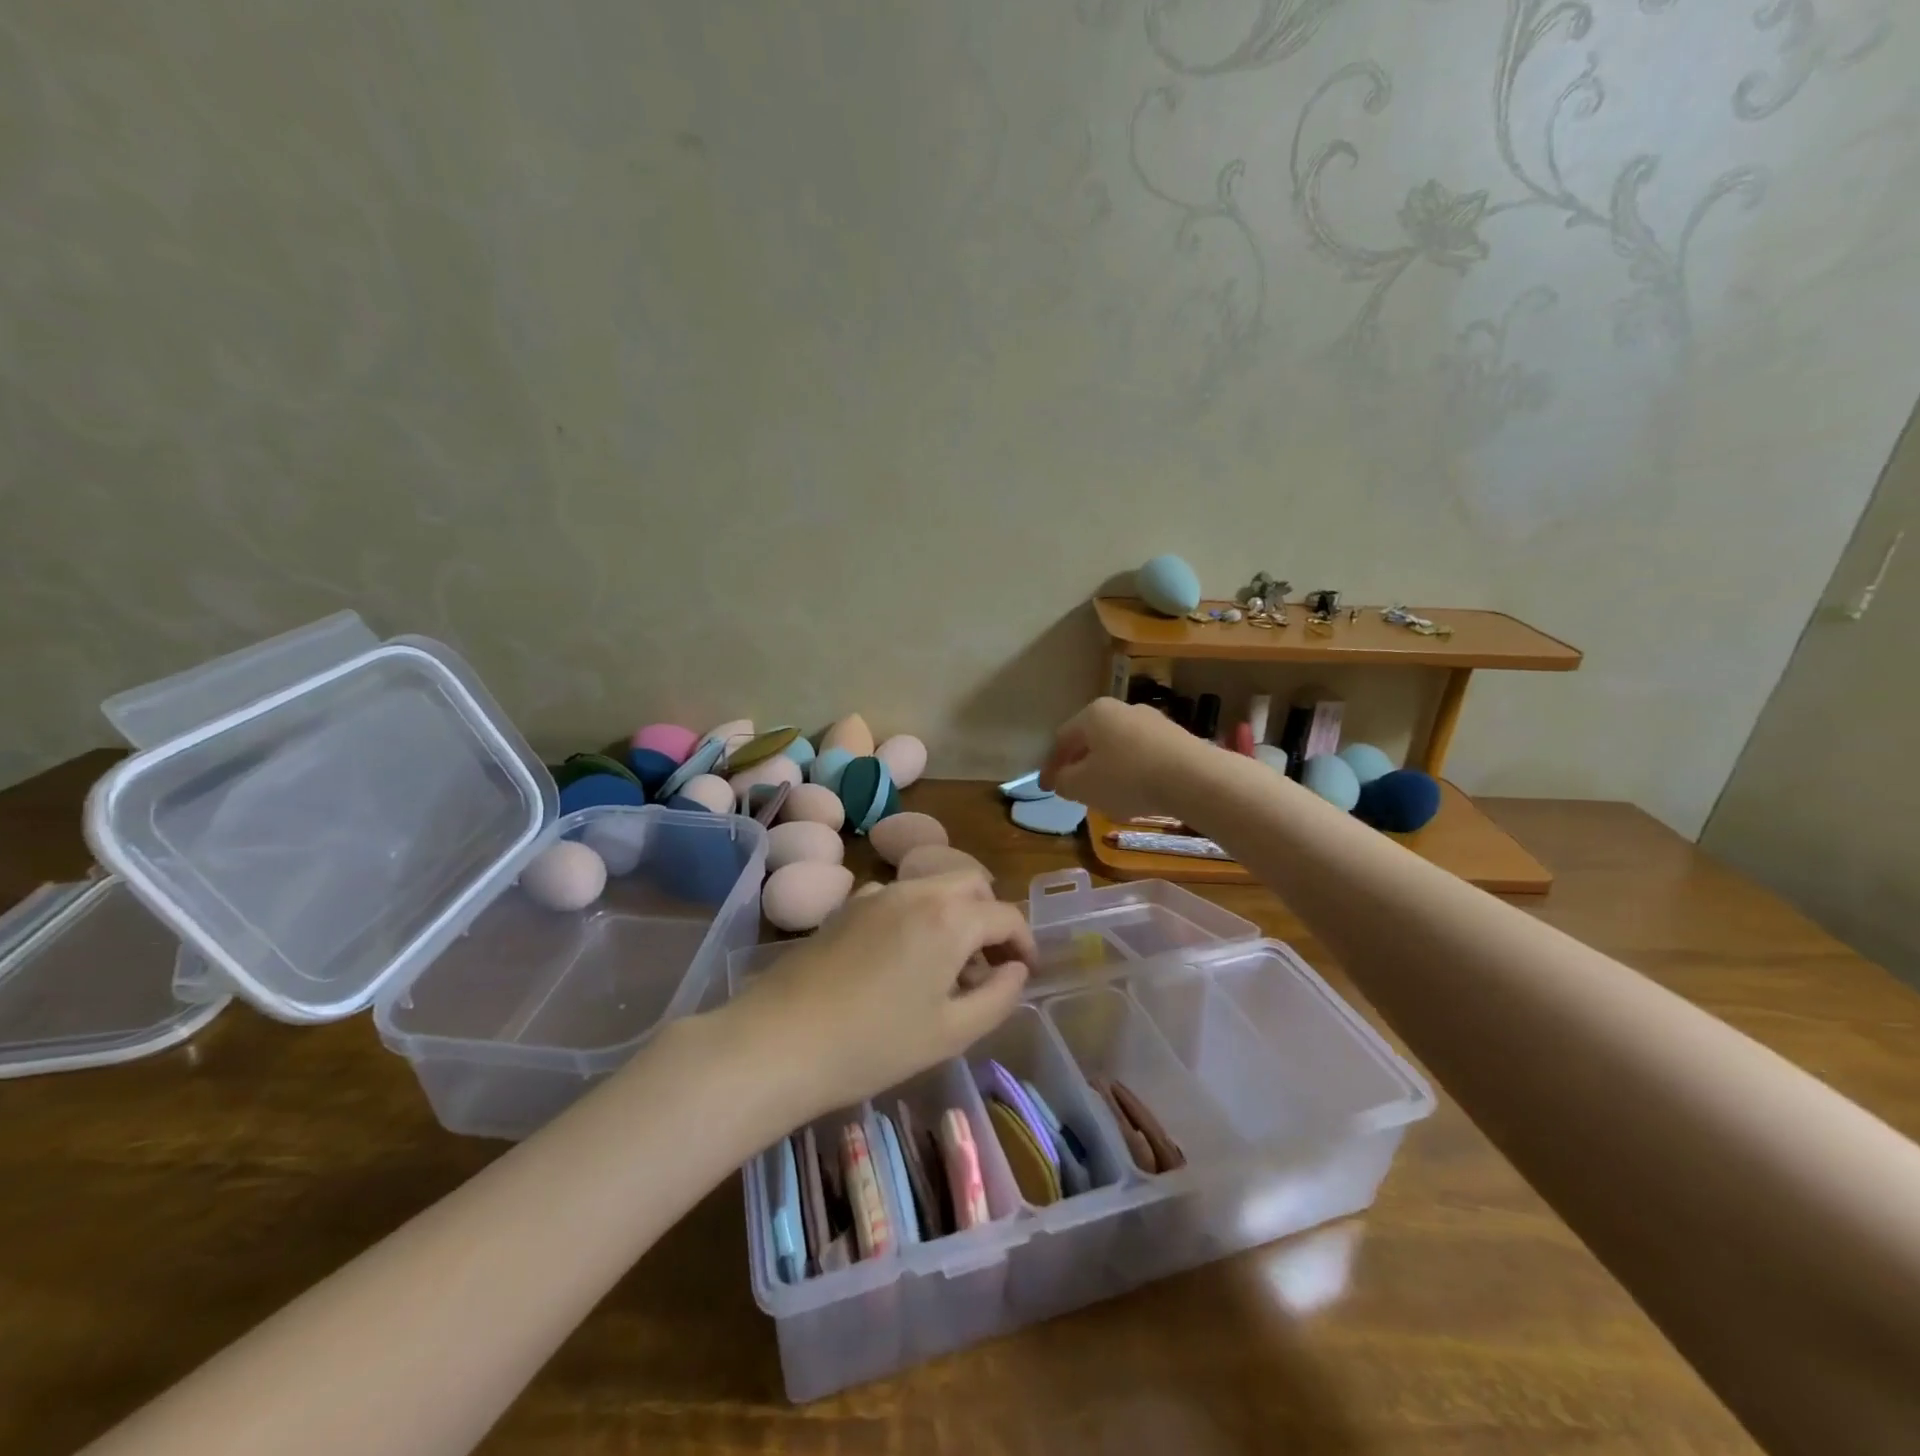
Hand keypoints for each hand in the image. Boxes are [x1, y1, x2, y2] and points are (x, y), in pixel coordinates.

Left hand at [723, 872, 1036, 1119]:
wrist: (780, 1041)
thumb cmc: (875, 1043)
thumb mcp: (951, 1032)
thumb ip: (998, 997)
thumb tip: (1016, 971)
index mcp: (949, 918)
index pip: (1005, 915)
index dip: (1024, 942)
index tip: (1025, 972)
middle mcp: (916, 891)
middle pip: (971, 886)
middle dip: (990, 918)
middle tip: (988, 965)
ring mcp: (877, 894)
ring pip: (933, 887)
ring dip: (954, 915)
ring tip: (946, 968)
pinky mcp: (847, 907)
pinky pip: (899, 897)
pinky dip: (918, 915)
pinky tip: (902, 960)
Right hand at [1040, 697, 1208, 821]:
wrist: (1194, 778)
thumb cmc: (1127, 778)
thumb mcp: (1083, 786)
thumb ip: (1064, 782)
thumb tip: (1062, 778)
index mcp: (1093, 714)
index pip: (1061, 739)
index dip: (1050, 766)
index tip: (1046, 788)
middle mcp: (1122, 709)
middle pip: (1091, 739)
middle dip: (1080, 764)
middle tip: (1073, 788)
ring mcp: (1152, 720)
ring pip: (1118, 746)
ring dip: (1107, 768)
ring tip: (1105, 793)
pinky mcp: (1176, 737)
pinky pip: (1143, 754)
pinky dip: (1132, 771)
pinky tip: (1136, 791)